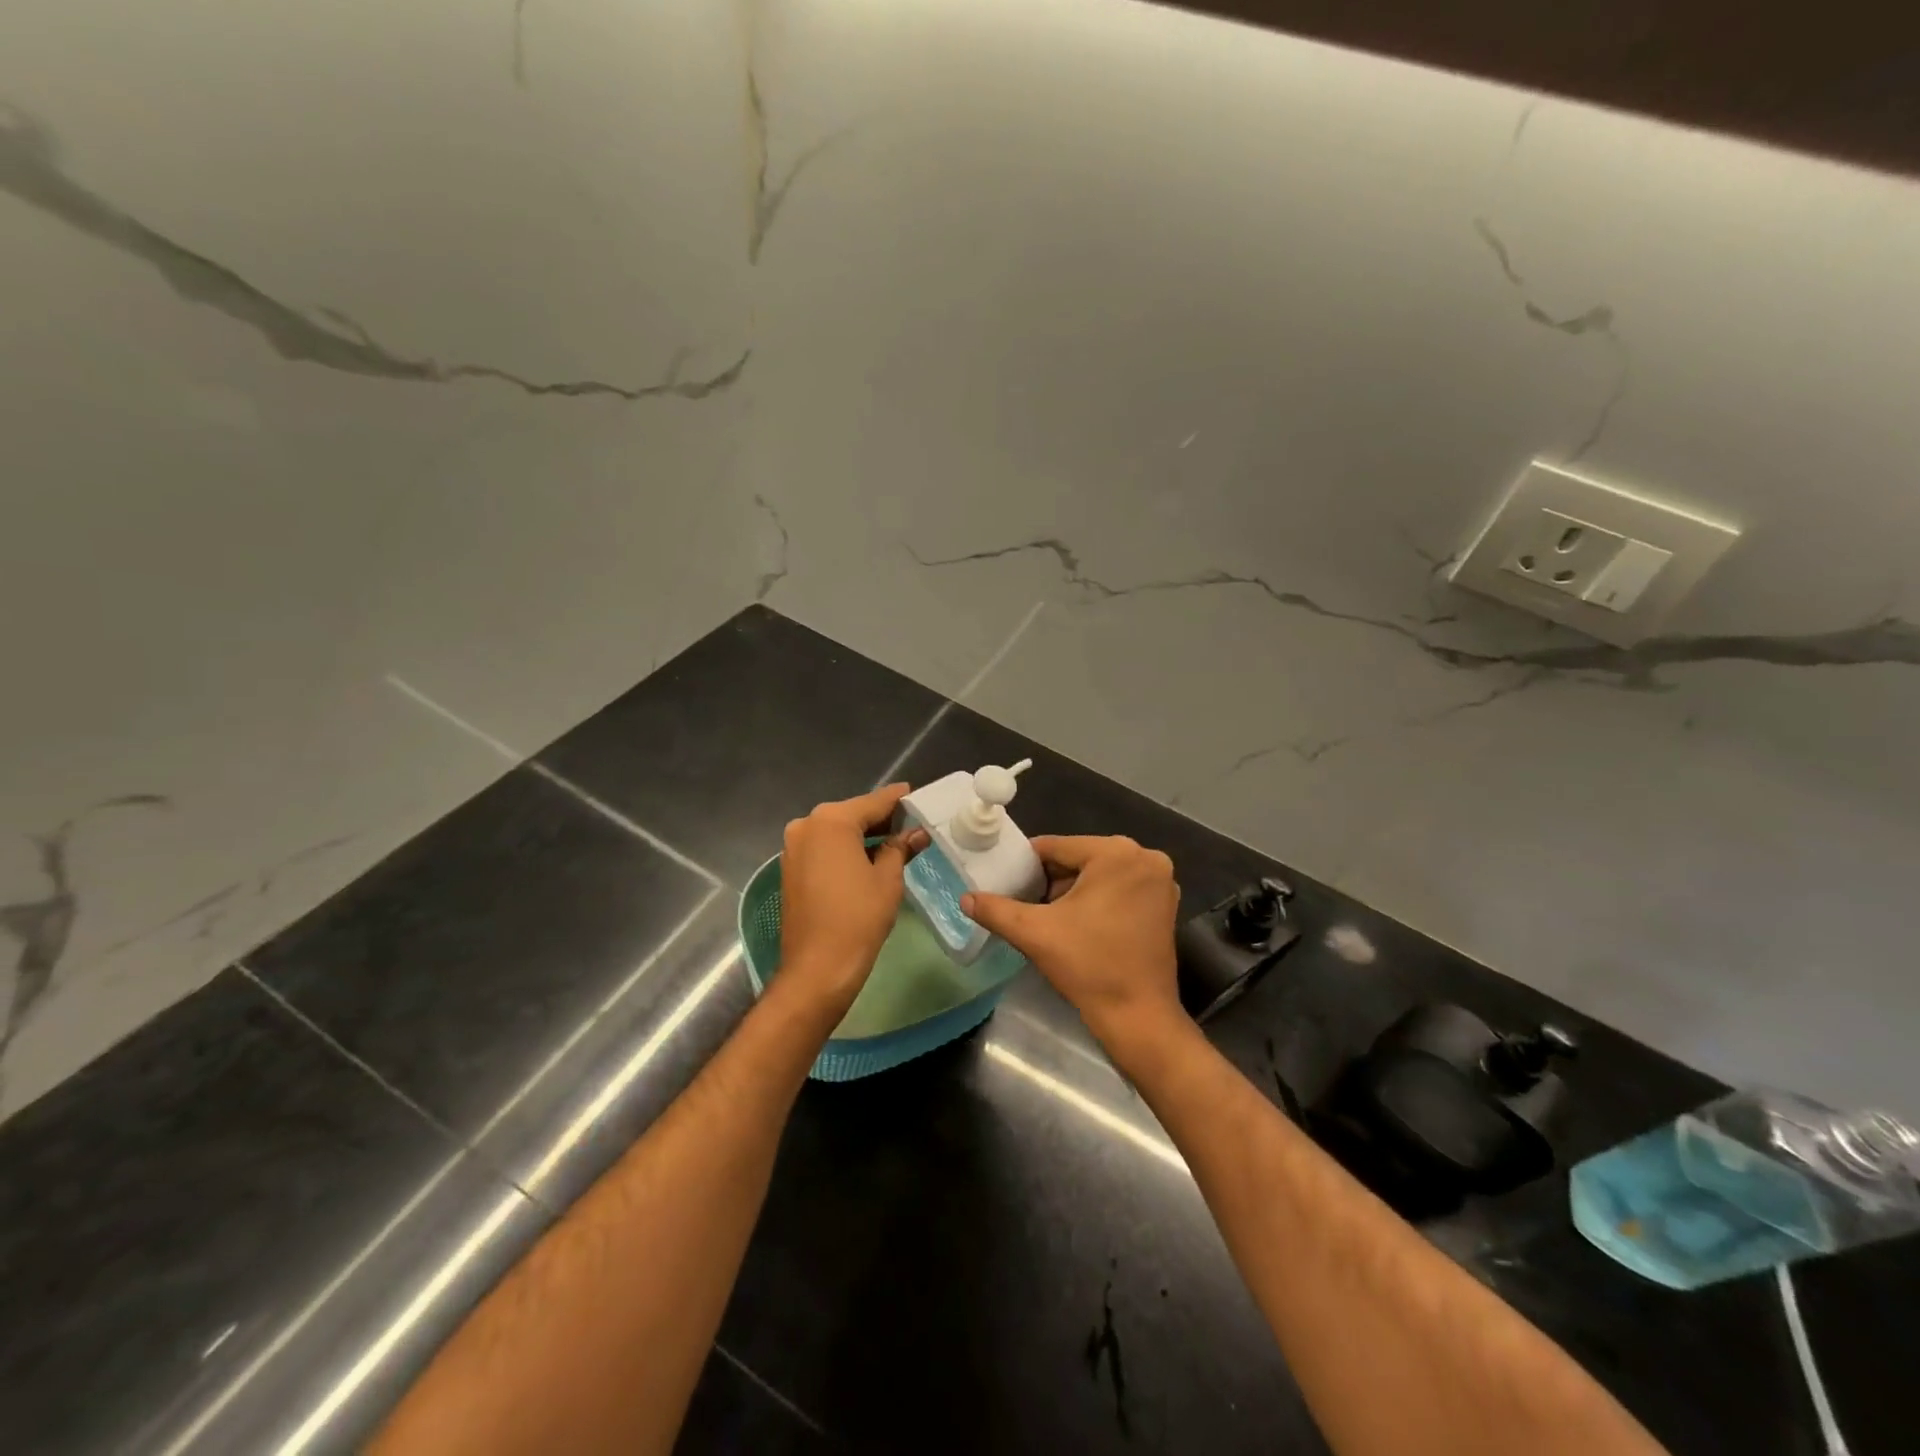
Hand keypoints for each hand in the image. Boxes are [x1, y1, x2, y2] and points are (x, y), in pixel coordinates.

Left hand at [778, 784, 928, 1016]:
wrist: (817, 968)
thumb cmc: (858, 918)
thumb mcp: (888, 879)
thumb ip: (900, 848)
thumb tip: (916, 833)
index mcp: (831, 821)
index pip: (874, 802)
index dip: (898, 799)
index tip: (916, 794)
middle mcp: (807, 825)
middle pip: (852, 814)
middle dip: (881, 819)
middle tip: (911, 823)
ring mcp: (793, 846)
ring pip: (836, 831)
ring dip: (862, 835)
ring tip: (895, 842)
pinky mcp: (790, 867)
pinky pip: (823, 848)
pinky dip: (845, 849)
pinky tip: (868, 858)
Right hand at [963, 835, 1184, 1050]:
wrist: (1138, 1017)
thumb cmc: (1089, 966)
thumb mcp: (1034, 933)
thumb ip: (996, 910)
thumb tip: (965, 898)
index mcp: (1116, 853)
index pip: (1056, 848)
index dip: (1027, 865)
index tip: (1007, 883)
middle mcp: (1144, 857)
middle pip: (1079, 859)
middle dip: (1051, 880)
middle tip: (1026, 904)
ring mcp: (1160, 881)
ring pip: (1098, 874)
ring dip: (1073, 892)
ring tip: (1048, 918)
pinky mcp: (1164, 904)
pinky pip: (1119, 889)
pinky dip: (1097, 900)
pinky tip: (1078, 926)